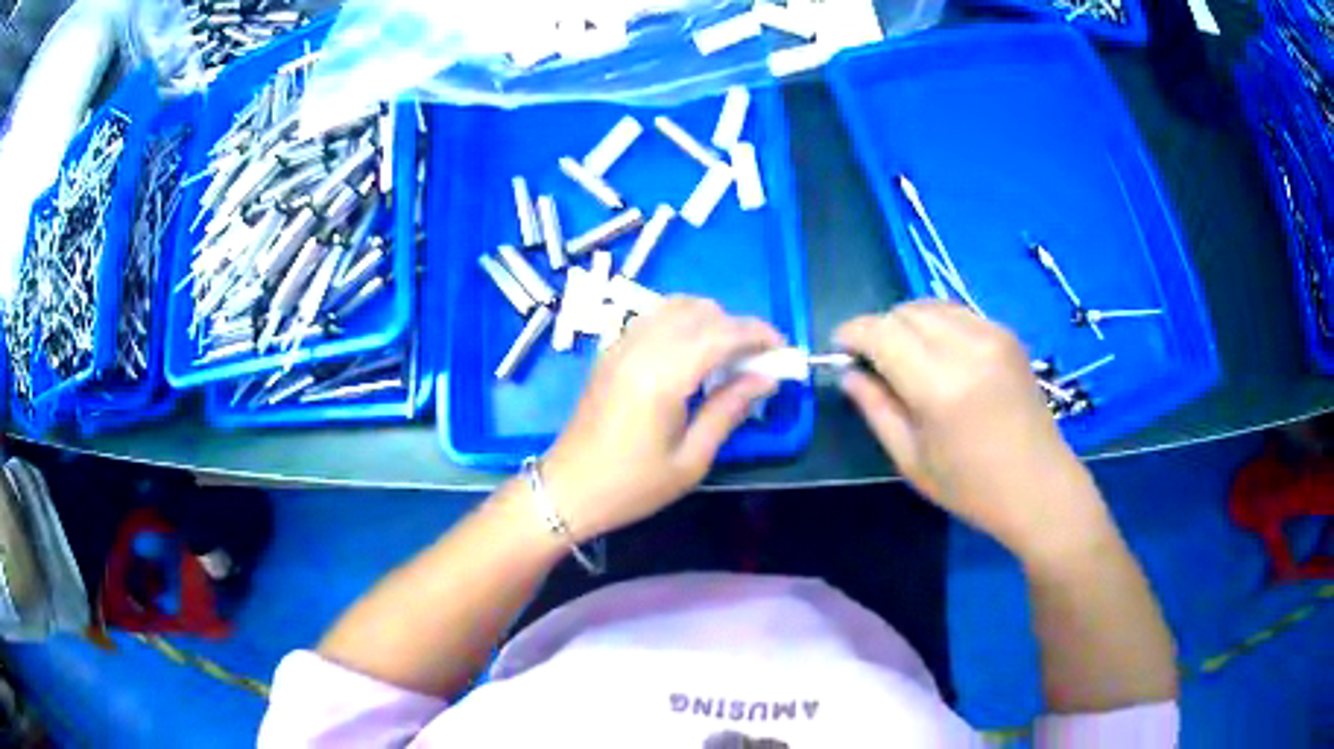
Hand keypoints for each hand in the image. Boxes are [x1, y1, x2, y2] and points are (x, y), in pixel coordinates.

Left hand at [539, 297, 783, 542]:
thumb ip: (729, 410)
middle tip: (757, 359)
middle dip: (737, 327)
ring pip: (675, 305)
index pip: (721, 333)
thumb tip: (766, 378)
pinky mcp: (610, 350)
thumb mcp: (691, 459)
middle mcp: (641, 348)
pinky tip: (691, 353)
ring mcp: (620, 344)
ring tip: (727, 354)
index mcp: (663, 376)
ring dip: (710, 320)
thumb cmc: (633, 485)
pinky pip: (653, 316)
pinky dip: (682, 322)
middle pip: (701, 311)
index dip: (758, 335)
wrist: (569, 489)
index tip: (782, 350)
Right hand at [835, 301, 1109, 557]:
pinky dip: (936, 324)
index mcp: (939, 386)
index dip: (852, 333)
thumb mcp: (912, 460)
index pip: (881, 333)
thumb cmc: (972, 488)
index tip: (839, 349)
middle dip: (878, 329)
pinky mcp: (1007, 334)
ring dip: (906, 323)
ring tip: (904, 357)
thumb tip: (848, 372)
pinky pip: (957, 312)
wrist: (1039, 487)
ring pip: (930, 305)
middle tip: (872, 362)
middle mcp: (967, 347)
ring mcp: (992, 335)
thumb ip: (876, 409)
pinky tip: (939, 355)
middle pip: (904, 312)